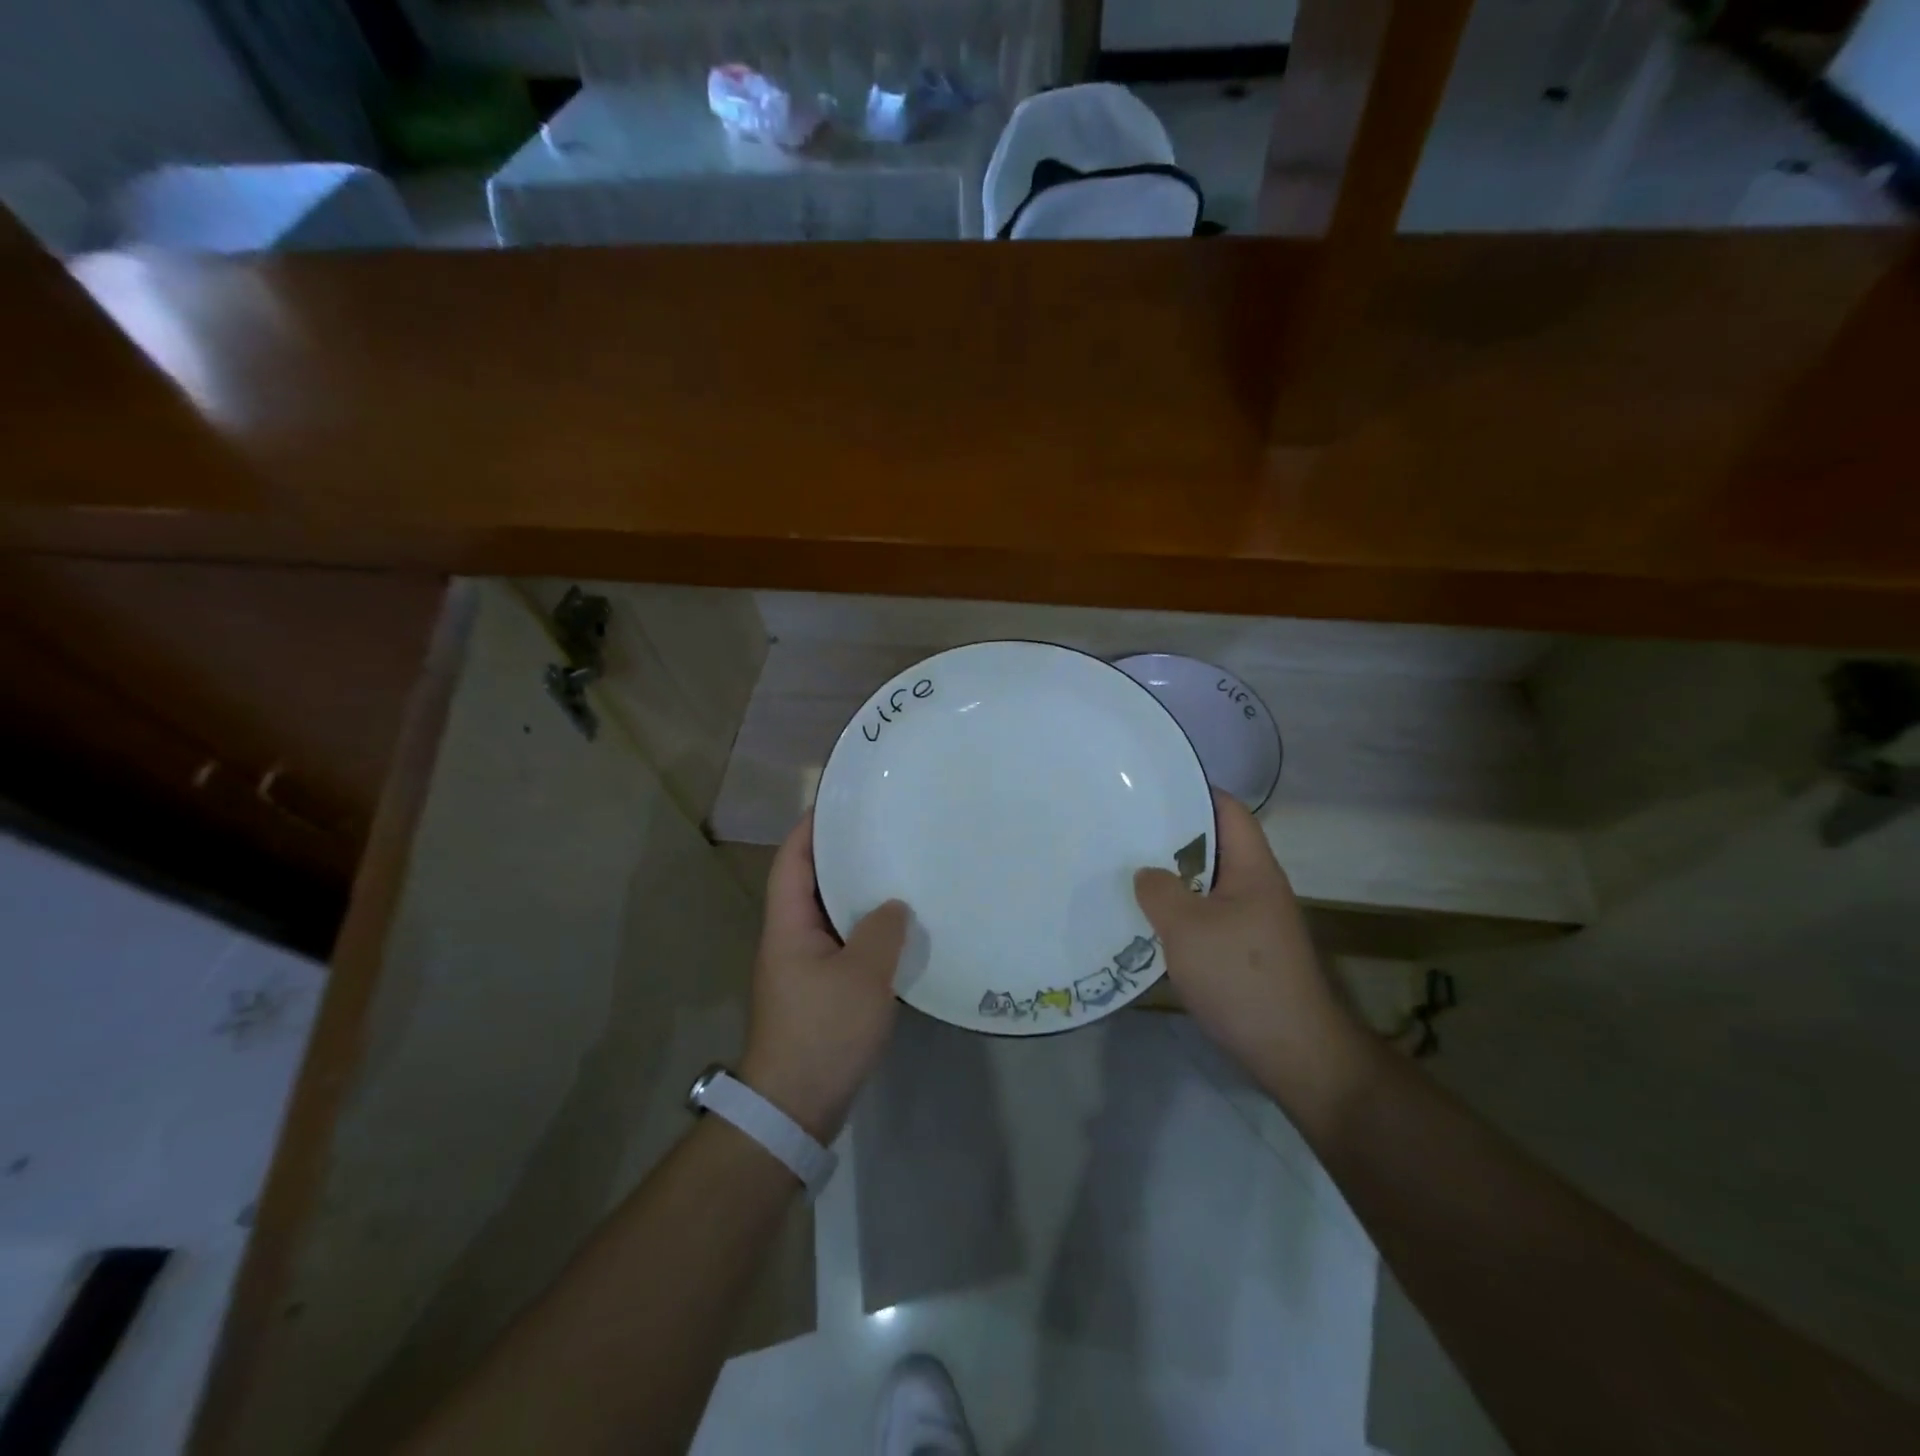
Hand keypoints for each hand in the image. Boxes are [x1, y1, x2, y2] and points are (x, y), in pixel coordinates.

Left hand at [740, 814, 908, 1143]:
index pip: (792, 862)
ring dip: (856, 895)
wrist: (795, 1107)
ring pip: (829, 916)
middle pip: (810, 883)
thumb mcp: (862, 977)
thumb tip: (893, 906)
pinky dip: (864, 930)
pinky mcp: (818, 991)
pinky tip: (896, 929)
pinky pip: (841, 944)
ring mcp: (802, 967)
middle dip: (840, 856)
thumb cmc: (823, 1031)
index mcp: (788, 926)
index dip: (810, 829)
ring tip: (895, 871)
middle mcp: (789, 939)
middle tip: (881, 832)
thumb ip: (881, 932)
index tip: (840, 803)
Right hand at [1134, 791, 1377, 1123]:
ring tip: (1126, 870)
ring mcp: (1254, 921)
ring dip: (1172, 877)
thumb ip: (1160, 890)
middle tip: (1125, 829)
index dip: (1193, 792)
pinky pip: (1207, 916)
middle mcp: (1257, 887)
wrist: (1294, 1052)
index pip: (1228, 810)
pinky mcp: (1246, 952)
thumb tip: (1147, 873)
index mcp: (1252, 868)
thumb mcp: (1188, 927)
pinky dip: (1179, 912)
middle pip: (1214, 845)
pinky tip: (1147, 921)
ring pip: (1207, 883)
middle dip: (1171, 835)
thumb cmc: (1242, 976)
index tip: (1149, 789)